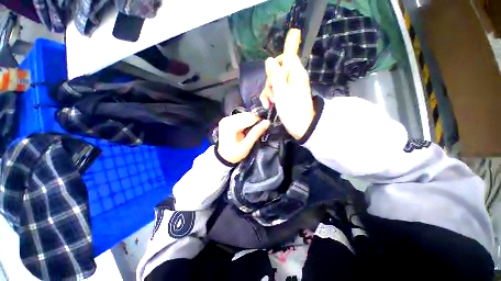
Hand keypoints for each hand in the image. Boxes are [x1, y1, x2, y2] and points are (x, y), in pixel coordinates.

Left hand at [217, 113, 270, 163]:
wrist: (224, 157)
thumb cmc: (235, 154)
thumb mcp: (246, 146)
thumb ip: (256, 133)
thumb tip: (267, 122)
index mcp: (230, 126)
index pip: (249, 118)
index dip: (259, 122)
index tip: (263, 128)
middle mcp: (227, 119)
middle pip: (246, 115)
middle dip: (254, 122)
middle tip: (258, 131)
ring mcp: (226, 119)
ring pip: (244, 115)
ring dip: (250, 121)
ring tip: (251, 131)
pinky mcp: (227, 119)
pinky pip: (240, 116)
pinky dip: (246, 121)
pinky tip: (246, 129)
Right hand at [261, 55, 314, 139]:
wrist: (300, 126)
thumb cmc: (292, 109)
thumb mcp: (281, 91)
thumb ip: (275, 74)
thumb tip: (269, 60)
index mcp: (296, 73)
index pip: (288, 56)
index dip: (277, 61)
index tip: (270, 73)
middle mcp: (293, 78)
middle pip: (277, 72)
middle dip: (270, 82)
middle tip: (272, 94)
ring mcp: (288, 89)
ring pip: (273, 83)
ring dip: (268, 92)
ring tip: (269, 103)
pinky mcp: (285, 97)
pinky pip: (274, 92)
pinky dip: (269, 98)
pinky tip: (268, 106)